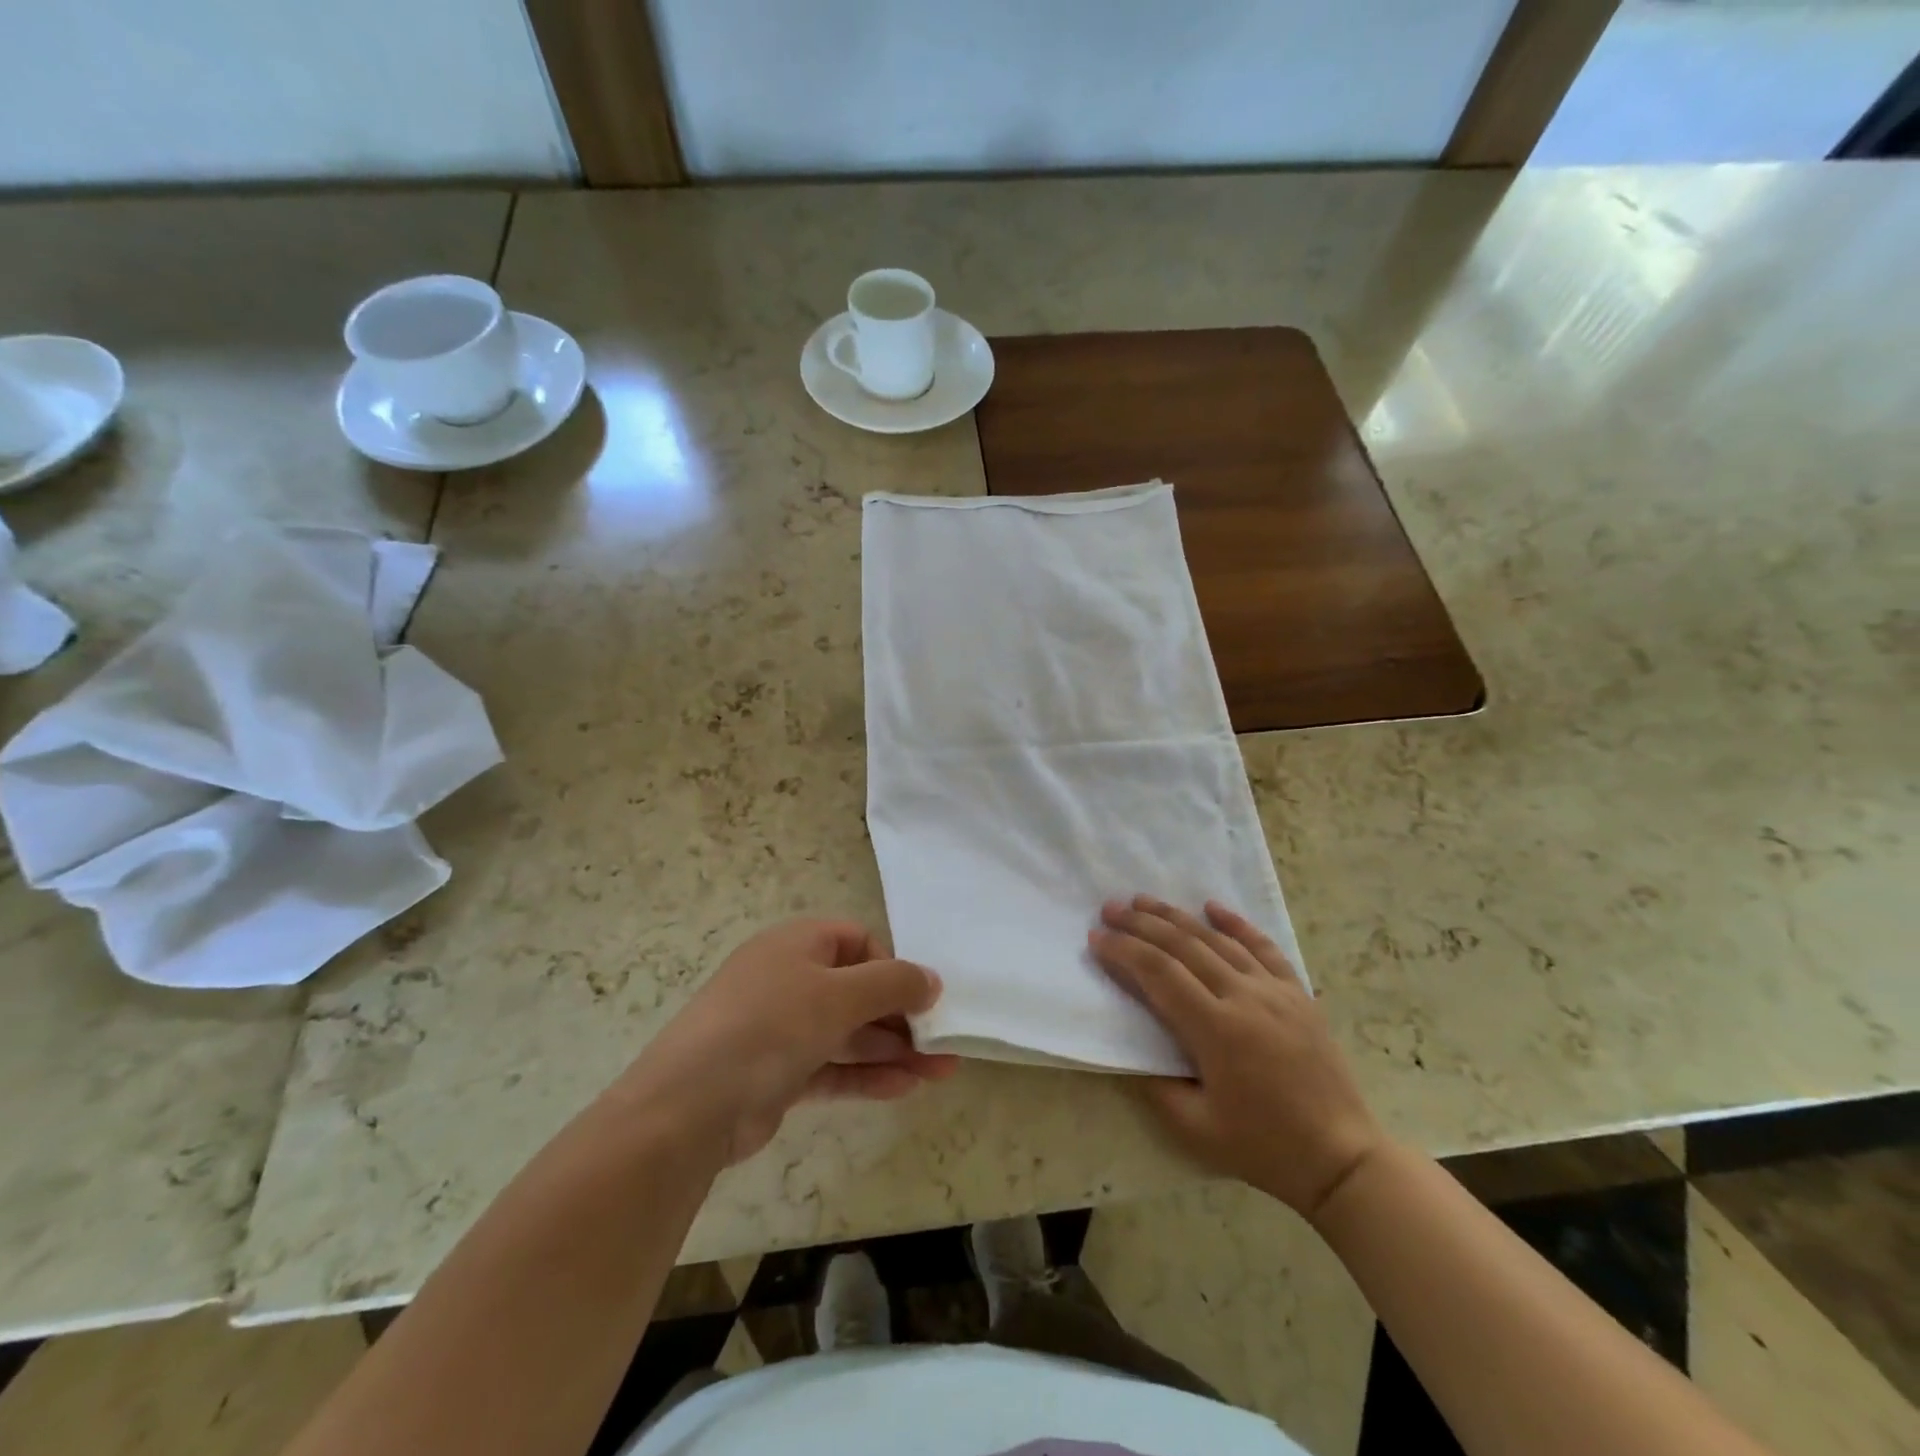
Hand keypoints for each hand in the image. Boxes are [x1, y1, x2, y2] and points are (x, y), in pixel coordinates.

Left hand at [621, 919, 959, 1165]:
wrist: (688, 1108)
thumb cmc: (769, 1027)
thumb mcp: (837, 995)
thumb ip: (892, 983)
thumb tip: (932, 980)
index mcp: (796, 945)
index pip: (856, 941)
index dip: (890, 965)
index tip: (919, 998)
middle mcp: (788, 980)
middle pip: (856, 990)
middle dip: (902, 1016)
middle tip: (943, 1043)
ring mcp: (781, 1029)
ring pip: (848, 1033)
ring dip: (893, 1050)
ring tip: (941, 1072)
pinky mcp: (777, 1074)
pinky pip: (832, 1067)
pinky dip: (866, 1076)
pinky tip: (905, 1089)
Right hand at [1090, 895, 1386, 1220]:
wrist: (1342, 1158)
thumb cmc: (1263, 1147)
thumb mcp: (1195, 1129)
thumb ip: (1155, 1084)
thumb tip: (1130, 1046)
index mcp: (1217, 1031)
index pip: (1159, 975)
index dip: (1124, 952)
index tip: (1097, 937)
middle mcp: (1245, 998)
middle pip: (1183, 946)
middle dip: (1141, 924)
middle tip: (1110, 908)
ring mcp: (1276, 991)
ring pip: (1217, 940)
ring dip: (1176, 916)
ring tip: (1144, 901)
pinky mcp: (1298, 993)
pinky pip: (1263, 947)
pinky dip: (1236, 923)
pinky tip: (1212, 906)